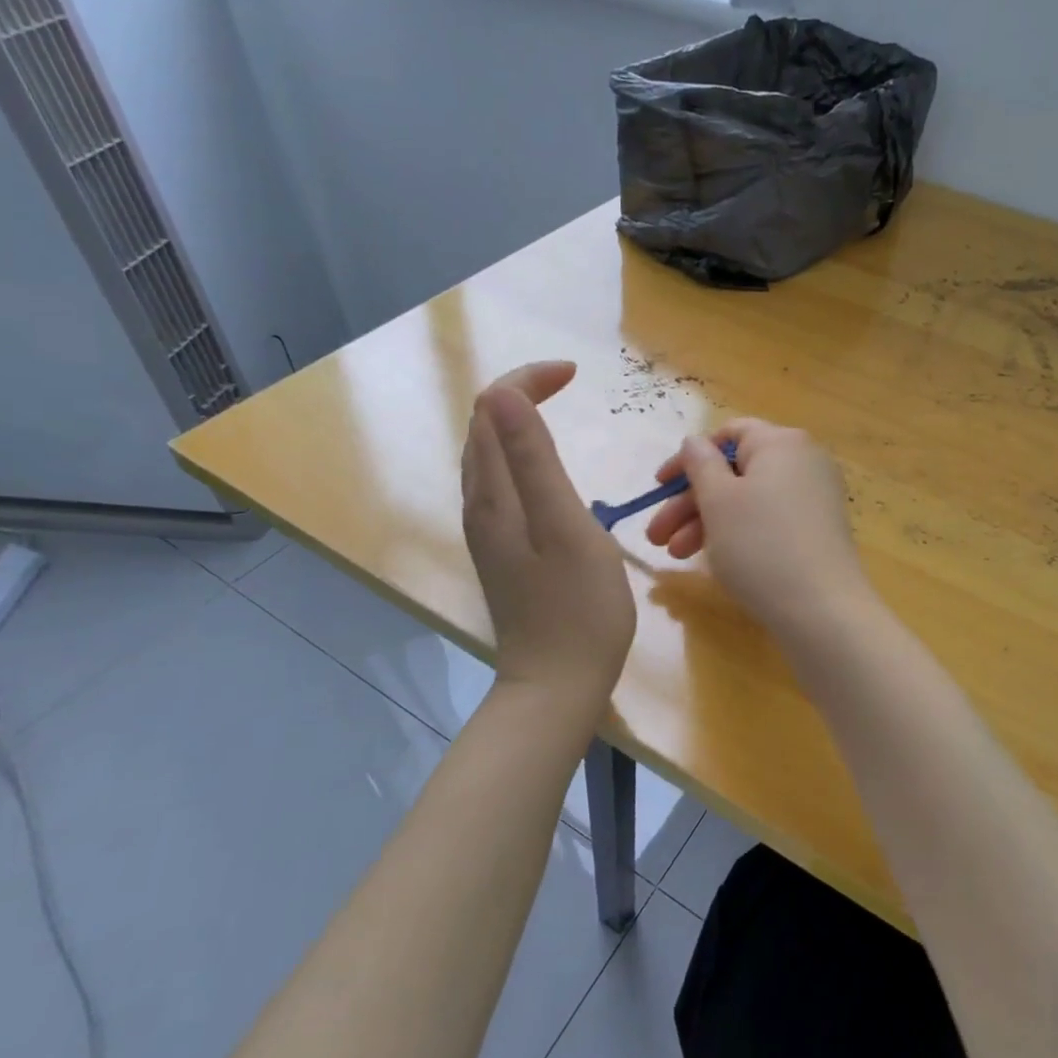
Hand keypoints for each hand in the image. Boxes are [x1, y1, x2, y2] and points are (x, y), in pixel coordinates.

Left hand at [462, 362, 636, 704]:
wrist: (557, 683)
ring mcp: (488, 531)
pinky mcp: (502, 550)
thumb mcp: (565, 527)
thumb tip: (505, 395)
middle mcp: (480, 506)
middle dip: (520, 392)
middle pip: (483, 427)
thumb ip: (533, 461)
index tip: (576, 374)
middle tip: (569, 382)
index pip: (492, 409)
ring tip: (557, 409)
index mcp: (494, 495)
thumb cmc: (577, 607)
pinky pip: (500, 483)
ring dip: (516, 421)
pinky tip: (544, 469)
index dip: (528, 380)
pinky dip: (519, 455)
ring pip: (488, 456)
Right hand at [644, 419, 872, 638]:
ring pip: (748, 500)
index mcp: (781, 442)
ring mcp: (814, 498)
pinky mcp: (817, 531)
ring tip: (676, 556)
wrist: (823, 610)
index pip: (728, 433)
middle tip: (656, 536)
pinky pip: (768, 520)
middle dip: (689, 502)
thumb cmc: (761, 546)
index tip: (659, 487)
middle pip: (735, 471)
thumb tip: (695, 442)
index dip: (688, 457)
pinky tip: (714, 560)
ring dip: (707, 522)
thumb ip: (700, 464)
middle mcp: (803, 462)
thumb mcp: (718, 501)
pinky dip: (738, 533)